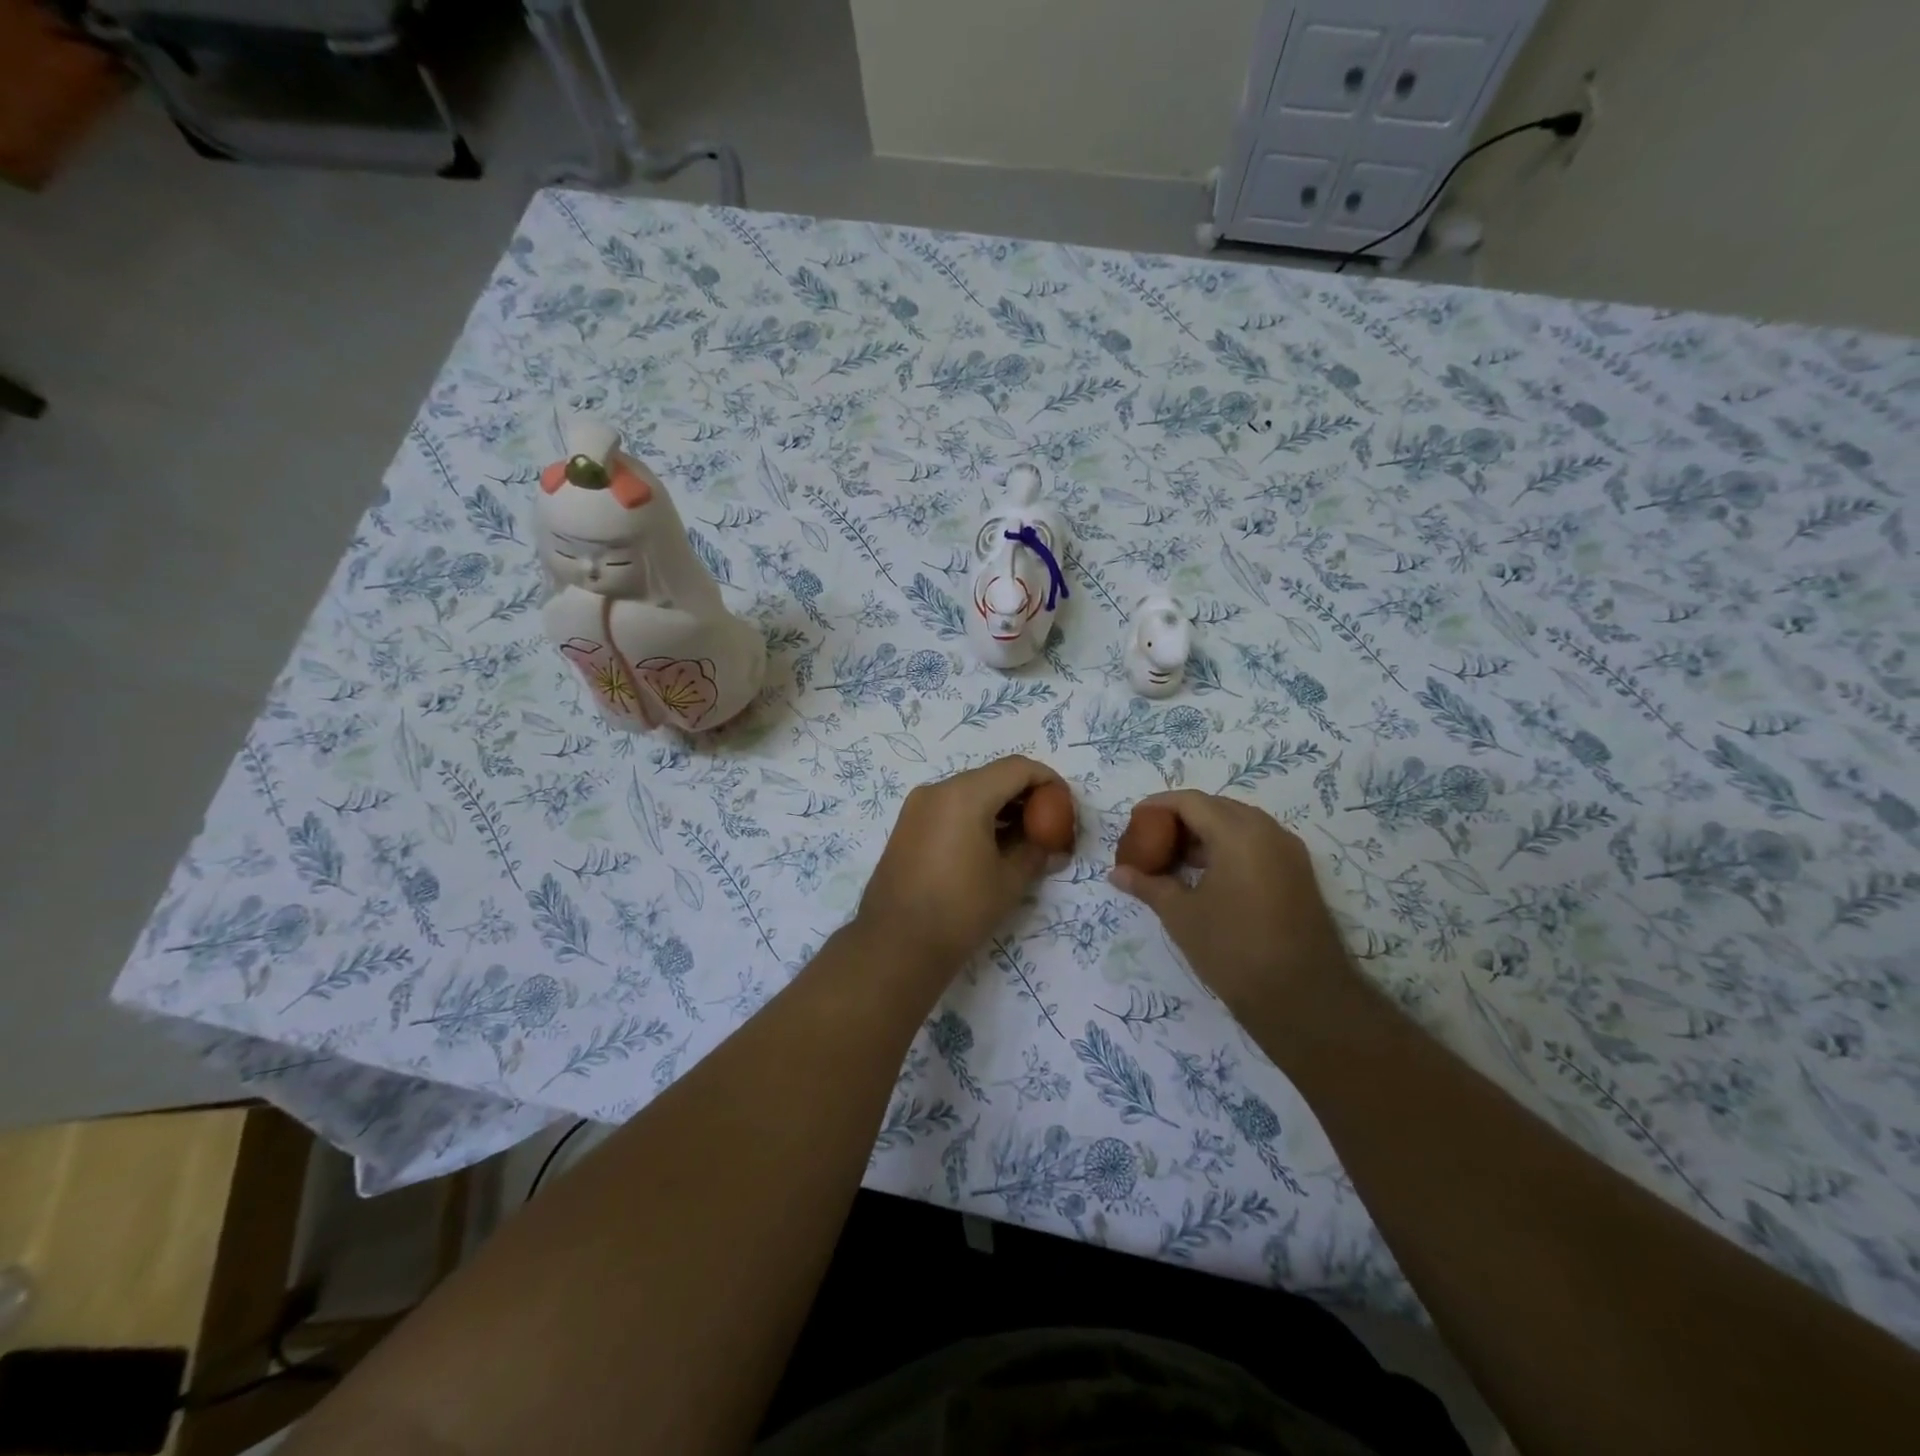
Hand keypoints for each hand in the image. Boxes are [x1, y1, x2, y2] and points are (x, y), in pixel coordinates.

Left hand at [857, 755, 1062, 977]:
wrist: (896, 944)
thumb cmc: (960, 910)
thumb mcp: (1010, 881)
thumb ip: (1036, 852)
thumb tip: (1052, 845)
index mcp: (965, 795)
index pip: (1017, 768)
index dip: (1047, 781)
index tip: (1065, 806)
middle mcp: (938, 790)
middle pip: (992, 777)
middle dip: (1024, 795)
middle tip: (1047, 825)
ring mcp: (917, 806)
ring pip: (970, 791)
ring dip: (1000, 807)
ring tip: (1022, 840)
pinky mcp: (907, 825)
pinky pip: (950, 807)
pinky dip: (975, 817)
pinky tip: (990, 847)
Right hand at [1109, 791, 1352, 1015]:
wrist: (1303, 999)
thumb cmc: (1233, 950)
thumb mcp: (1181, 915)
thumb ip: (1148, 885)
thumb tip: (1116, 873)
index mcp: (1238, 833)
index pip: (1191, 801)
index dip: (1158, 806)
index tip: (1134, 821)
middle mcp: (1268, 831)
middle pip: (1216, 807)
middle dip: (1181, 819)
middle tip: (1151, 841)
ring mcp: (1289, 852)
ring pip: (1239, 825)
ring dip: (1205, 834)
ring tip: (1175, 860)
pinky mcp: (1298, 874)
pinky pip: (1257, 844)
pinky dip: (1227, 849)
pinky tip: (1206, 876)